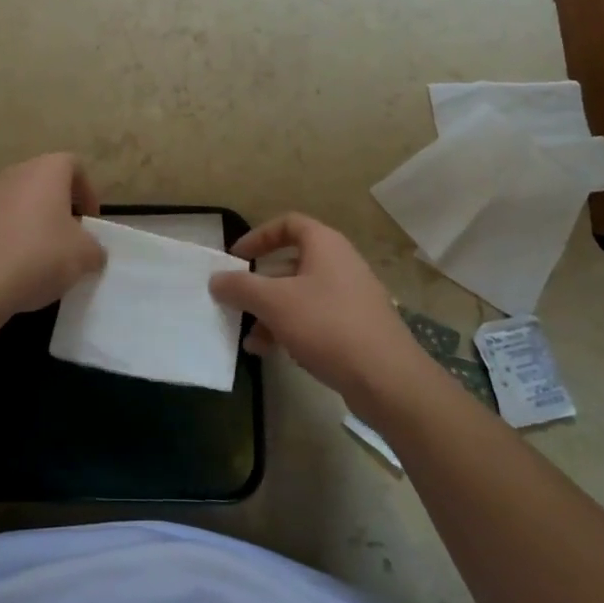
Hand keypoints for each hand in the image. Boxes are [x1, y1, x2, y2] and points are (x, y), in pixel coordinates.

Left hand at [0, 153, 105, 321]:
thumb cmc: (38, 256)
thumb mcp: (84, 256)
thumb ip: (95, 248)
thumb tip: (91, 251)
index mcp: (46, 171)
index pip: (74, 166)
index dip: (88, 192)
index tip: (90, 222)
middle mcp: (15, 174)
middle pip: (45, 183)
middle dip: (61, 208)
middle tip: (70, 239)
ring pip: (21, 202)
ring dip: (35, 223)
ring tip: (43, 257)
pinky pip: (0, 222)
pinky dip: (11, 237)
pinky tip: (15, 267)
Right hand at [210, 213, 418, 404]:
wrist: (388, 378)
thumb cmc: (327, 325)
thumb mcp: (274, 302)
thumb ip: (240, 287)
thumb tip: (215, 279)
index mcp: (325, 245)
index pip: (288, 224)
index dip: (258, 236)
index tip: (236, 257)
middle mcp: (340, 264)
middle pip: (291, 263)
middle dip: (259, 284)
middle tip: (237, 300)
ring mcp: (351, 297)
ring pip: (300, 296)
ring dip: (271, 313)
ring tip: (249, 338)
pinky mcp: (356, 328)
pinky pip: (315, 319)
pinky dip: (290, 329)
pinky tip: (270, 352)